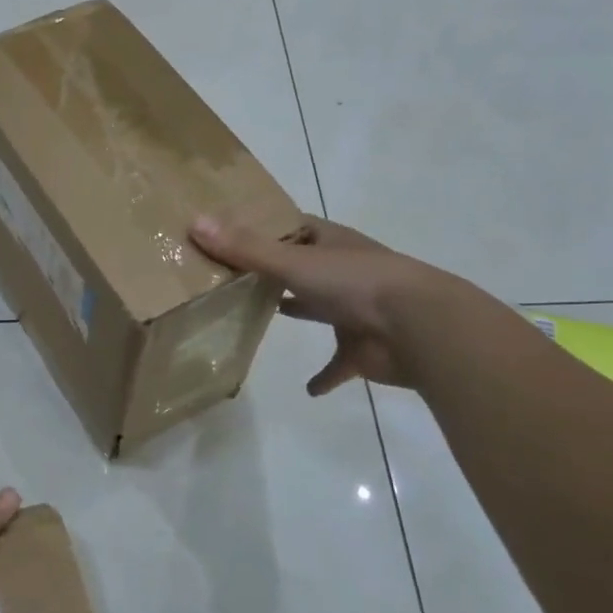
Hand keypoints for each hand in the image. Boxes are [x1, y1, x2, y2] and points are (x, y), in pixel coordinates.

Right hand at [191, 215, 454, 393]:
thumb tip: (194, 223)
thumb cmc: (354, 283)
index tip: (231, 233)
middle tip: (233, 277)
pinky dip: (324, 376)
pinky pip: (338, 364)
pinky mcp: (361, 349)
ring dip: (300, 312)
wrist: (418, 327)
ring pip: (319, 309)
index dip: (266, 228)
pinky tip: (307, 389)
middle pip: (303, 267)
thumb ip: (244, 248)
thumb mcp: (293, 261)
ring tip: (260, 317)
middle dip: (276, 271)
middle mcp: (342, 272)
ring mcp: (354, 311)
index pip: (294, 228)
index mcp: (330, 244)